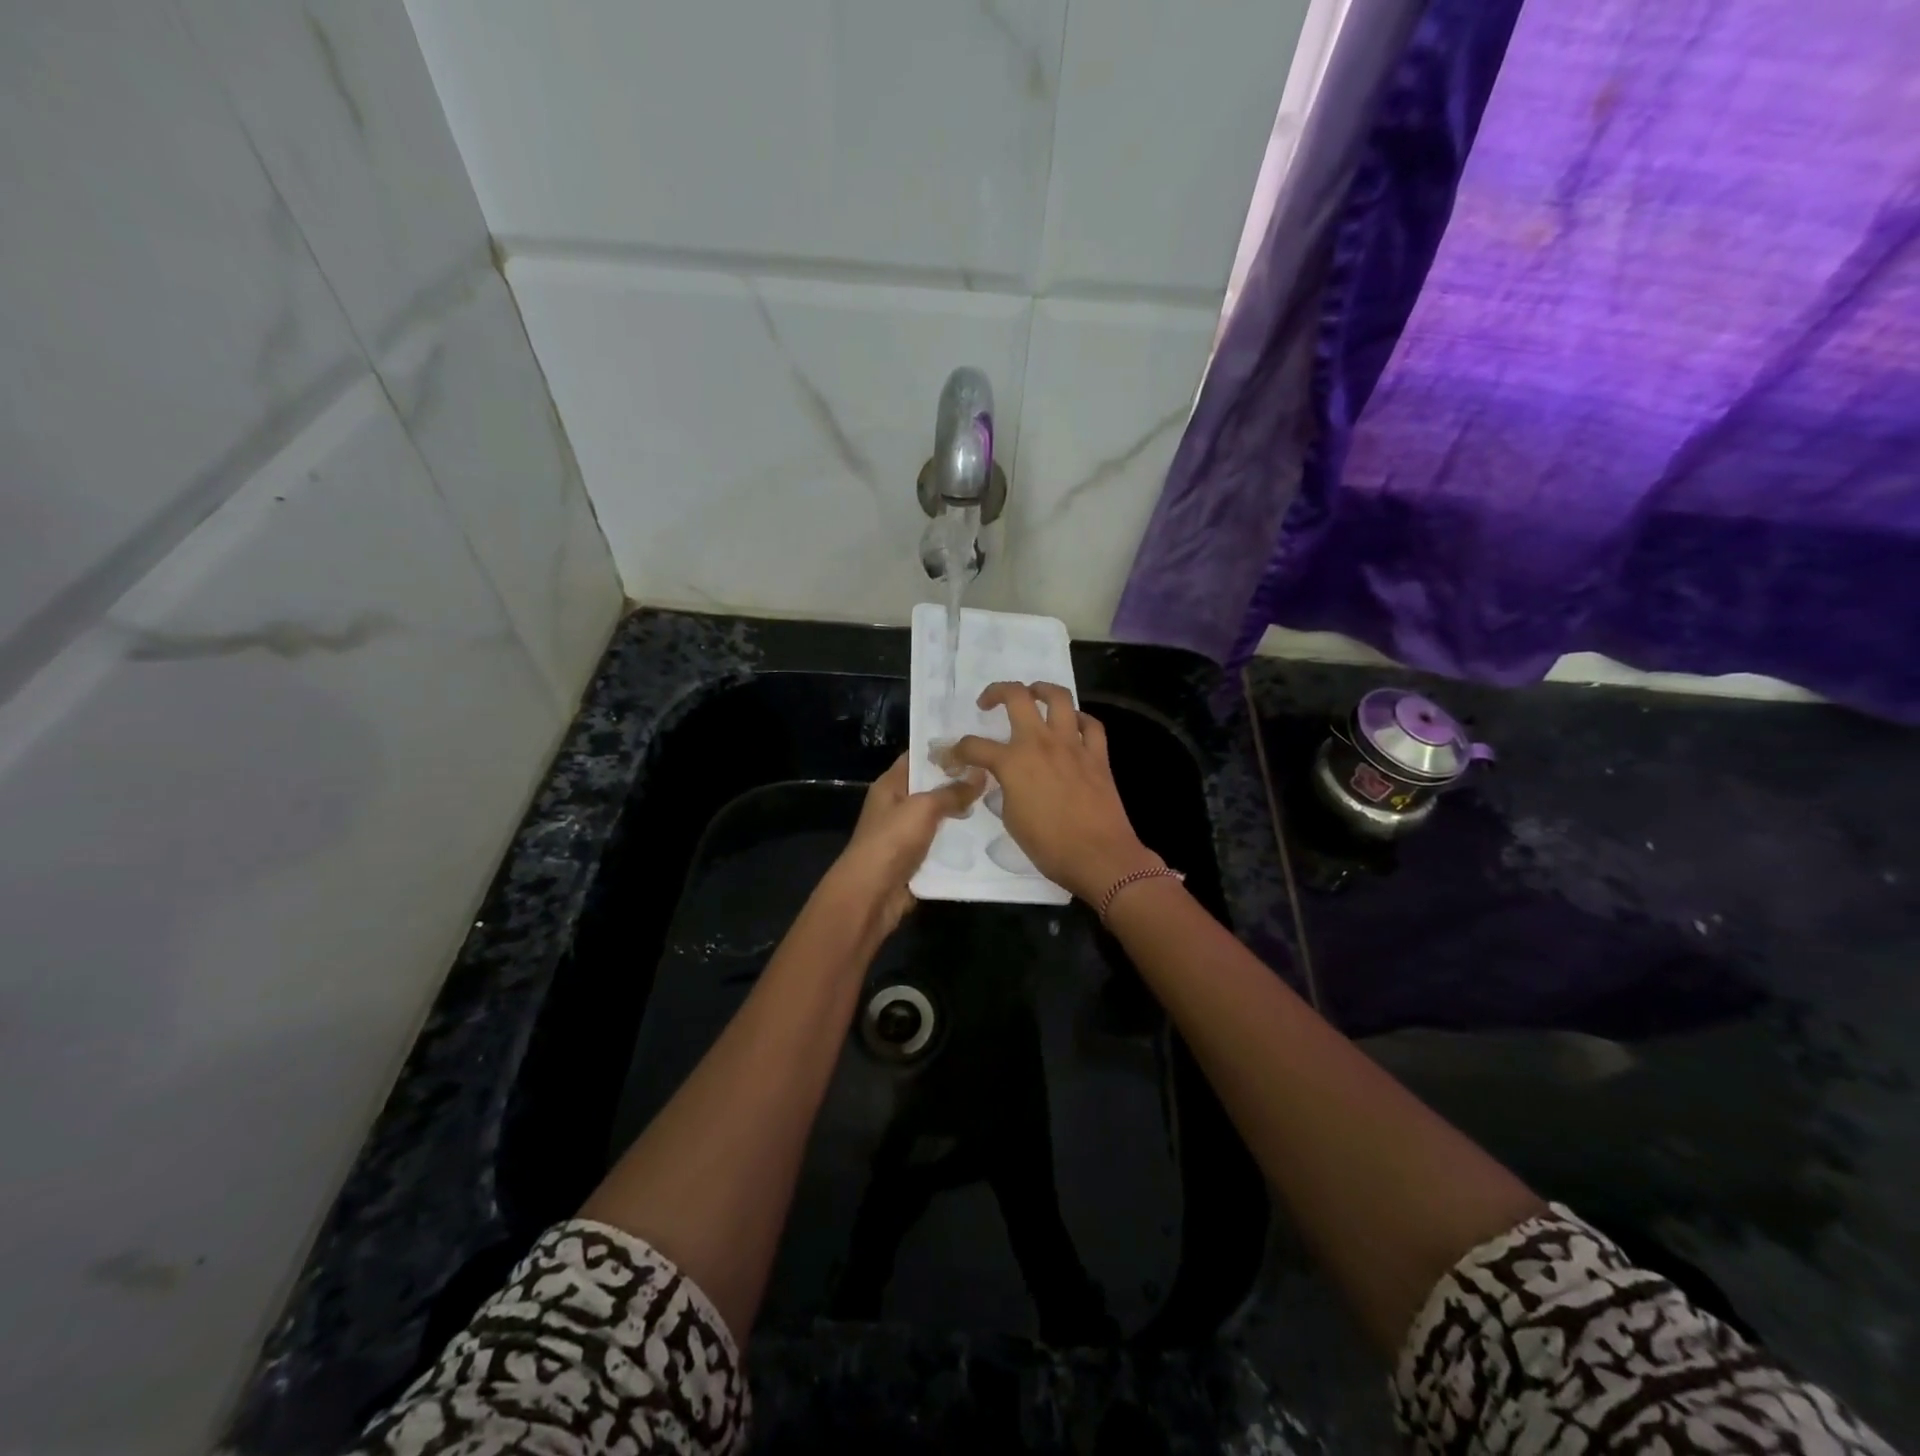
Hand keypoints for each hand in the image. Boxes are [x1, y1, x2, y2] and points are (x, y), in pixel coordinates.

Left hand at [821, 754, 982, 936]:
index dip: (943, 750)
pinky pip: (941, 844)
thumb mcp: (923, 808)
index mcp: (890, 785)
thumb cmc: (892, 840)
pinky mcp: (915, 859)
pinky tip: (986, 835)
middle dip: (959, 782)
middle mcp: (896, 806)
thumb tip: (981, 773)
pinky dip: (958, 841)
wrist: (872, 894)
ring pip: (939, 817)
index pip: (917, 758)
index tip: (976, 744)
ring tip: (998, 801)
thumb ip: (952, 791)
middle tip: (996, 773)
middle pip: (931, 788)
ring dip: (962, 813)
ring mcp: (905, 834)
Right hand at [943, 682, 1160, 903]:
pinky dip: (1079, 719)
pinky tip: (1072, 726)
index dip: (957, 750)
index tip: (952, 757)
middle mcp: (1041, 743)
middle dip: (996, 692)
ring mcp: (1072, 744)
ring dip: (1041, 690)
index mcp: (1013, 762)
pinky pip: (1091, 724)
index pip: (974, 746)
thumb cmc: (1049, 845)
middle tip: (988, 703)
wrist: (1099, 856)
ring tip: (1033, 696)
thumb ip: (1004, 791)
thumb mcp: (1011, 819)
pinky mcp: (1097, 755)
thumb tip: (1005, 781)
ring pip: (1058, 697)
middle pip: (1017, 697)